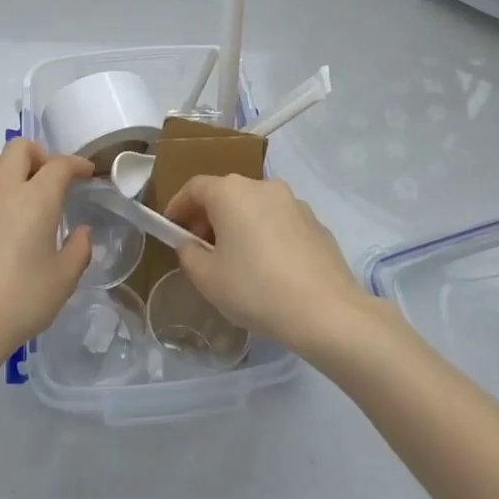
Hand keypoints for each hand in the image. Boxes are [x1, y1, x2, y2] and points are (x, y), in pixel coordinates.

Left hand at [0, 140, 93, 375]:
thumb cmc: (20, 302)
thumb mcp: (64, 280)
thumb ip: (78, 250)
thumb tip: (80, 232)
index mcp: (36, 199)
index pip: (59, 165)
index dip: (76, 164)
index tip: (86, 174)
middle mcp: (2, 191)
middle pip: (18, 148)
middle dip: (39, 154)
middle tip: (48, 178)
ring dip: (3, 165)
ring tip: (14, 189)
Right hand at [163, 175, 368, 355]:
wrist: (327, 311)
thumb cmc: (256, 289)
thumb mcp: (207, 278)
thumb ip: (189, 255)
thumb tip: (192, 245)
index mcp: (231, 192)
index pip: (195, 187)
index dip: (178, 205)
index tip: (171, 227)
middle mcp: (263, 186)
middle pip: (226, 194)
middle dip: (209, 217)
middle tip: (201, 249)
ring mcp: (294, 202)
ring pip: (255, 207)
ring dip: (239, 225)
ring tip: (236, 261)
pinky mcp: (316, 222)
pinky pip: (279, 222)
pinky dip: (266, 235)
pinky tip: (269, 268)